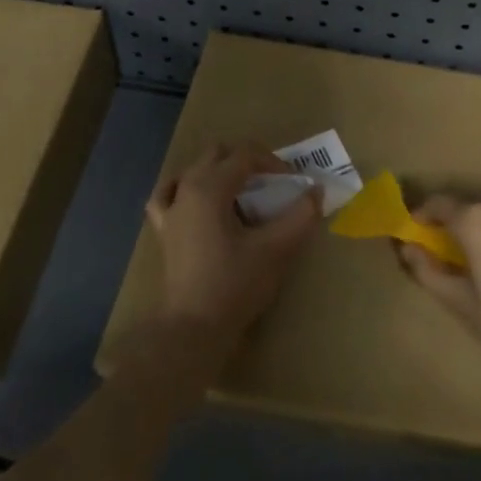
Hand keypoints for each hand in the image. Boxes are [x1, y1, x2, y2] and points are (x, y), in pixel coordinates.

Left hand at [147, 143, 321, 348]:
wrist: (194, 327)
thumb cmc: (235, 284)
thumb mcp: (276, 249)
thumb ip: (300, 216)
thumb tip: (316, 191)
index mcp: (210, 187)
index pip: (245, 155)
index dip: (273, 162)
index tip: (293, 181)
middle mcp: (186, 189)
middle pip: (218, 154)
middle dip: (248, 162)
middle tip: (273, 184)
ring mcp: (170, 208)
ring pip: (194, 170)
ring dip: (220, 172)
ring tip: (242, 193)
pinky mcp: (164, 229)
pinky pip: (168, 194)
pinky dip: (185, 188)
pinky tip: (196, 198)